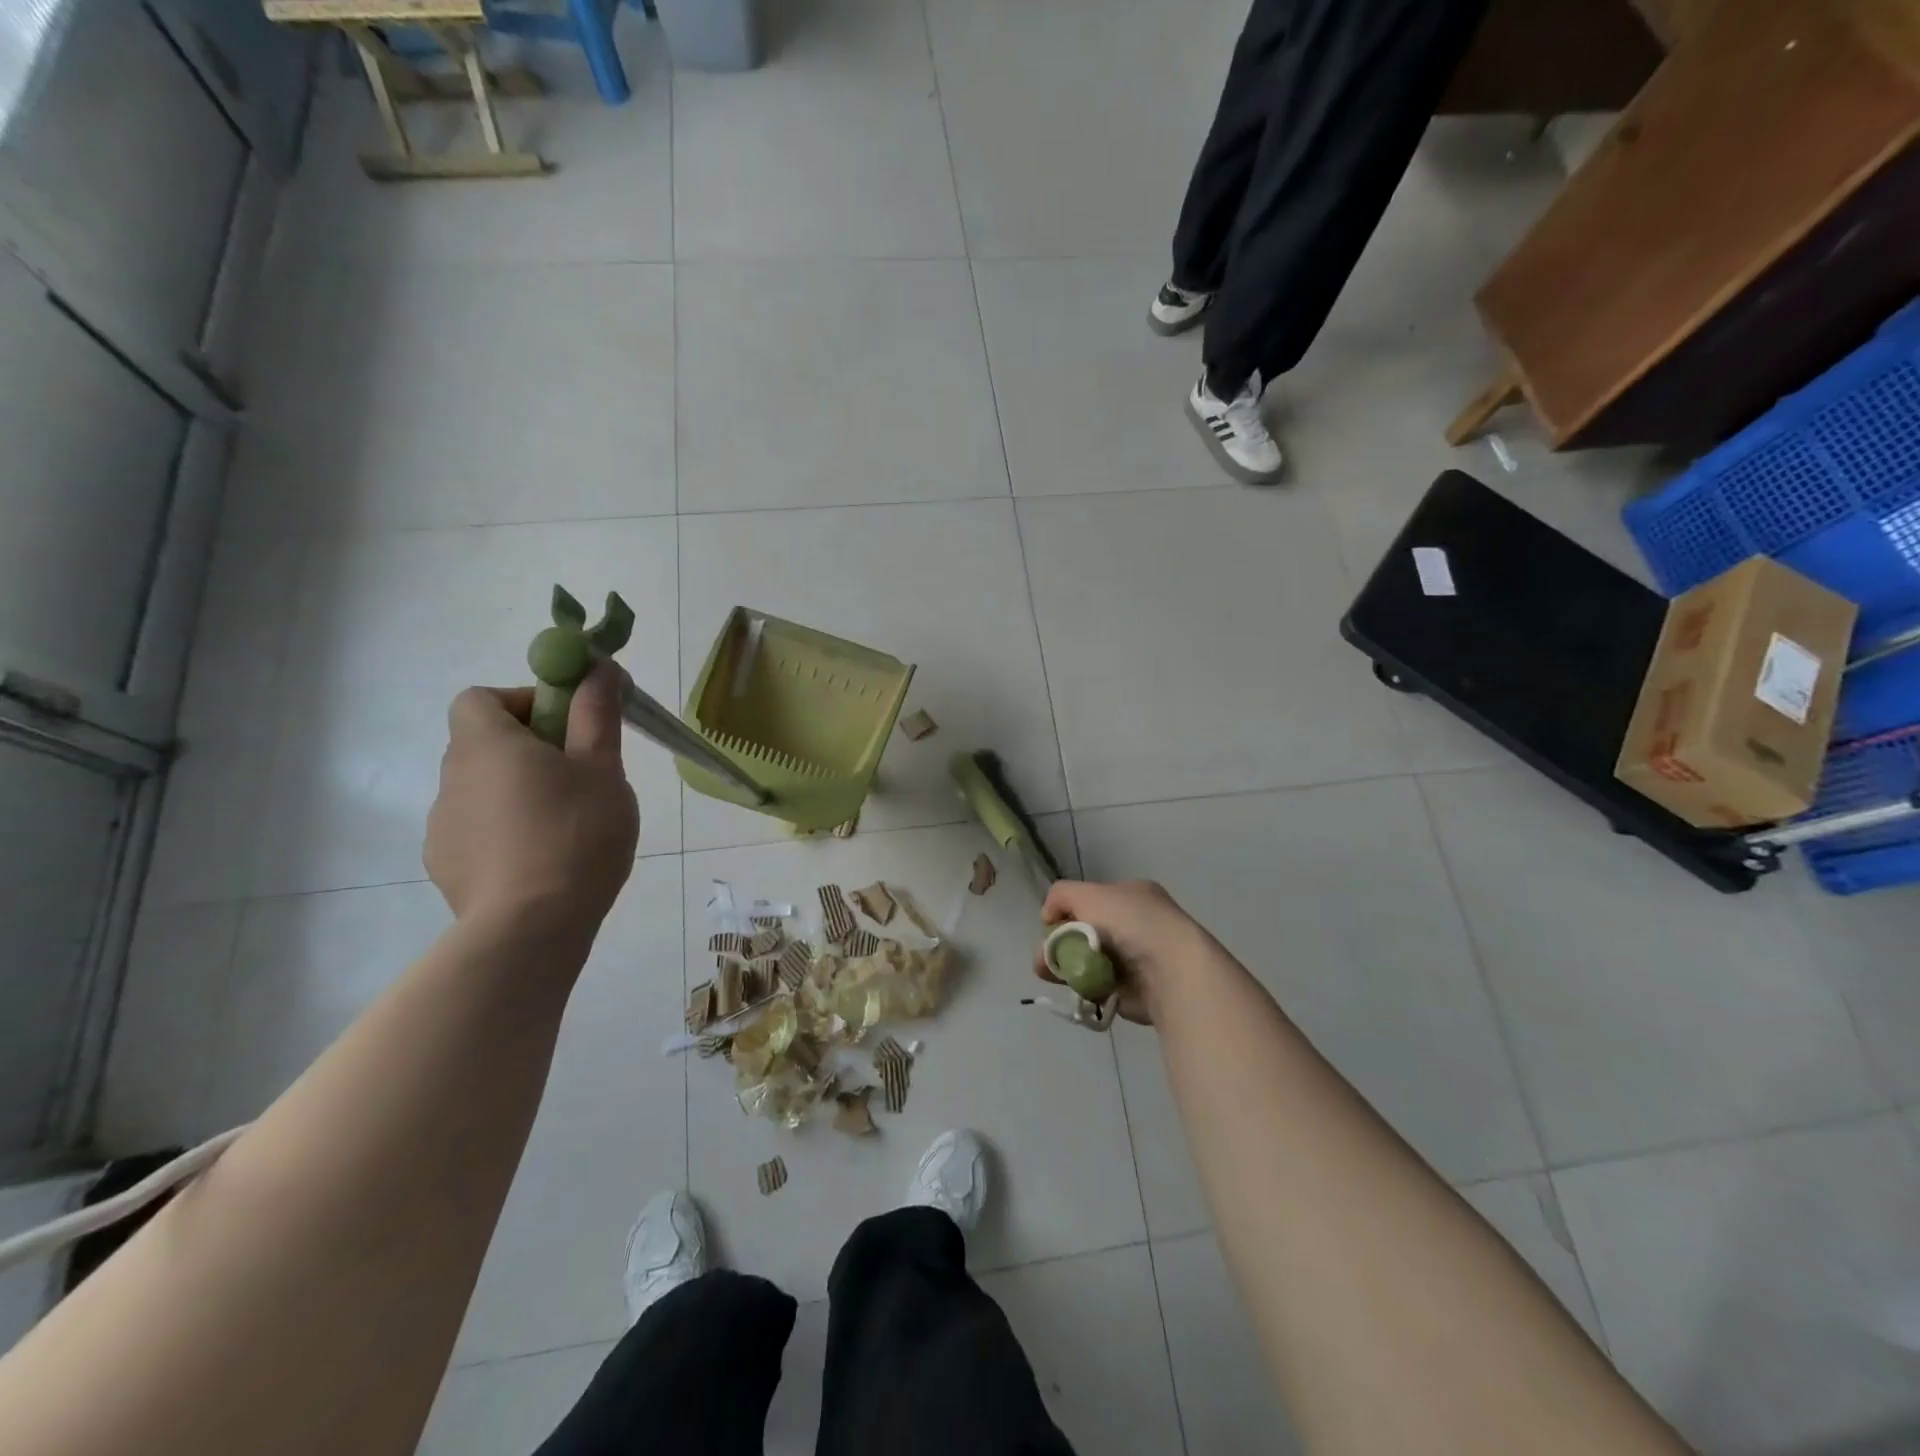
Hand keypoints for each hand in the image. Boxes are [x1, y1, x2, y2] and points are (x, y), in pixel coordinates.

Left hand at [424, 664, 639, 934]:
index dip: (524, 701)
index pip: (480, 698)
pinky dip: (507, 830)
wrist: (531, 927)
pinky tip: (543, 859)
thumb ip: (597, 714)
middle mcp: (452, 777)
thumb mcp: (602, 768)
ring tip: (568, 824)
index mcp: (486, 744)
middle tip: (581, 774)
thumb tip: (599, 669)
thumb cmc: (575, 833)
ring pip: (485, 788)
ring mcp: (443, 825)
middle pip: (485, 742)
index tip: (567, 726)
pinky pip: (479, 829)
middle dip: (532, 747)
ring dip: (519, 790)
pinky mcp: (447, 865)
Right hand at [1032, 879, 1213, 1023]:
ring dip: (1065, 967)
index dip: (1069, 912)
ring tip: (1049, 975)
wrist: (1170, 971)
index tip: (1052, 926)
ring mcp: (1136, 959)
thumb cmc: (1131, 923)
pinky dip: (1084, 988)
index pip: (1092, 900)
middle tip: (1044, 959)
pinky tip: (1075, 989)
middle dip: (1060, 944)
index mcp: (1132, 896)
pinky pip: (1099, 987)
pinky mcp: (1134, 991)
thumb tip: (1048, 916)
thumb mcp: (1088, 894)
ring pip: (1088, 961)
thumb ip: (1061, 896)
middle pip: (1086, 932)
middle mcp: (1136, 924)